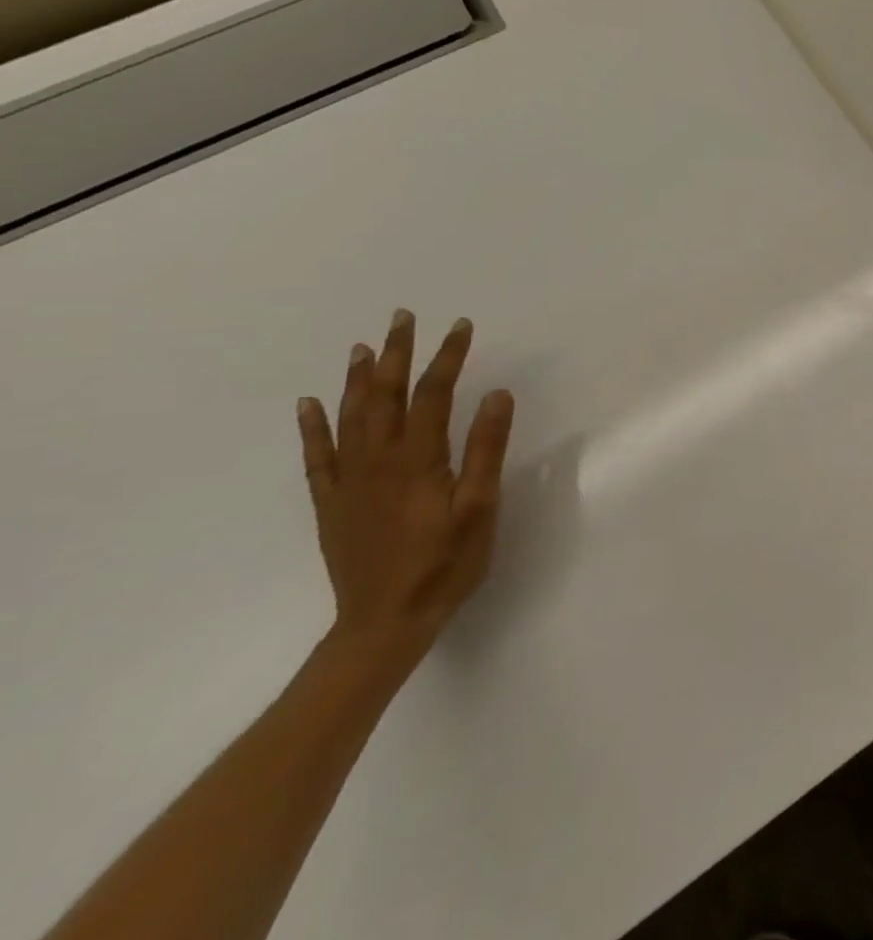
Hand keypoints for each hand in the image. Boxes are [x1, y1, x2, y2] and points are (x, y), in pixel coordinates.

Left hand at [296, 311, 514, 672]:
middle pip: (386, 396)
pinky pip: (317, 456)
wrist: (385, 623)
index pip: (433, 394)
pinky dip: (313, 426)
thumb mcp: (480, 507)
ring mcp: (348, 481)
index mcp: (418, 460)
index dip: (447, 357)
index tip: (460, 325)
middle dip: (396, 354)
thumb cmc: (446, 563)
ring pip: (350, 417)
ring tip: (364, 346)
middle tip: (402, 317)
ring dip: (358, 378)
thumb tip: (495, 394)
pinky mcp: (332, 503)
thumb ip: (486, 449)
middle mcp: (377, 461)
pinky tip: (311, 403)